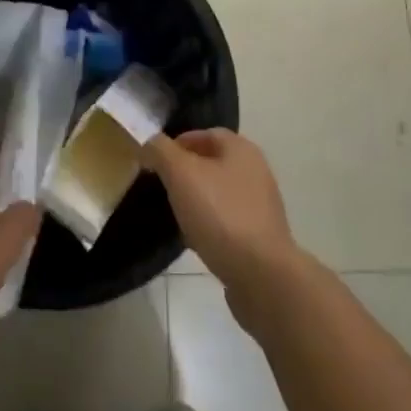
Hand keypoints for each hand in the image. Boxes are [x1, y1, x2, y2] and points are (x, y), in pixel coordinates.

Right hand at [144, 128, 299, 303]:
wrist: (263, 276)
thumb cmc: (220, 215)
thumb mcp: (181, 175)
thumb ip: (161, 151)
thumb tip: (148, 141)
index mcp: (241, 148)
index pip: (204, 134)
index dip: (177, 143)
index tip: (155, 162)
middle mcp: (255, 170)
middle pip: (212, 163)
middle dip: (186, 173)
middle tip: (162, 187)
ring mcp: (261, 205)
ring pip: (219, 193)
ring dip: (197, 200)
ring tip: (176, 215)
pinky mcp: (261, 236)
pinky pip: (228, 221)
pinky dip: (210, 225)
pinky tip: (196, 240)